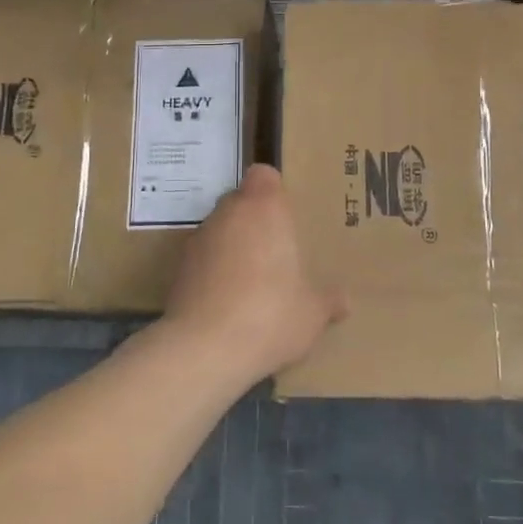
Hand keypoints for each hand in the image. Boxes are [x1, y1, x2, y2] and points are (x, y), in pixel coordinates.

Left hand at [159, 164, 345, 384]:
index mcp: (264, 208)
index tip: (286, 215)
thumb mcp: (312, 313)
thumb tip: (344, 301)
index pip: (264, 175)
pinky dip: (213, 271)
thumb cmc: (270, 314)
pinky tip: (227, 303)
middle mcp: (228, 213)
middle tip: (275, 251)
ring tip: (251, 282)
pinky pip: (202, 259)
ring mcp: (198, 239)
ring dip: (232, 246)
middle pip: (240, 201)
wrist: (204, 348)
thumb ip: (328, 300)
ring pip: (219, 230)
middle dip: (254, 220)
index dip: (273, 190)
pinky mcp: (178, 268)